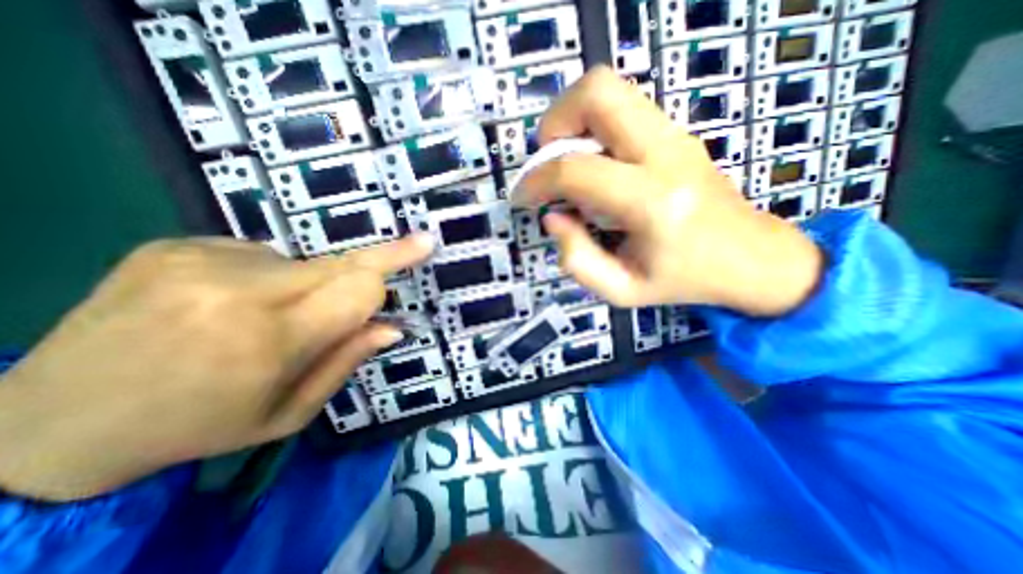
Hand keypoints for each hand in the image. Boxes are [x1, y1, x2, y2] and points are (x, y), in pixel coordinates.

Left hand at [0, 234, 431, 496]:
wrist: (44, 423)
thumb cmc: (196, 427)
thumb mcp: (287, 414)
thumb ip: (346, 362)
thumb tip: (391, 327)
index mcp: (267, 341)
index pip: (358, 288)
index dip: (395, 264)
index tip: (424, 244)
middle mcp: (237, 291)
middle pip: (340, 263)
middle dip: (375, 262)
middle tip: (410, 246)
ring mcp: (201, 261)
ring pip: (303, 263)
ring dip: (308, 286)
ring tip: (264, 318)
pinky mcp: (176, 245)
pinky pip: (260, 256)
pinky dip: (267, 278)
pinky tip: (227, 304)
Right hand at [511, 68, 820, 315]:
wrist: (750, 258)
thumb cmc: (683, 280)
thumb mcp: (621, 291)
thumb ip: (577, 260)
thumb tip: (553, 217)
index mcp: (653, 203)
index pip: (576, 171)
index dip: (536, 181)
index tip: (523, 197)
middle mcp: (665, 154)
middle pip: (597, 93)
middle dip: (554, 123)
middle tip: (549, 164)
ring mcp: (675, 135)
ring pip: (608, 88)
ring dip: (572, 120)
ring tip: (568, 164)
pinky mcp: (676, 132)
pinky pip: (620, 106)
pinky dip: (592, 126)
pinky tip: (594, 165)